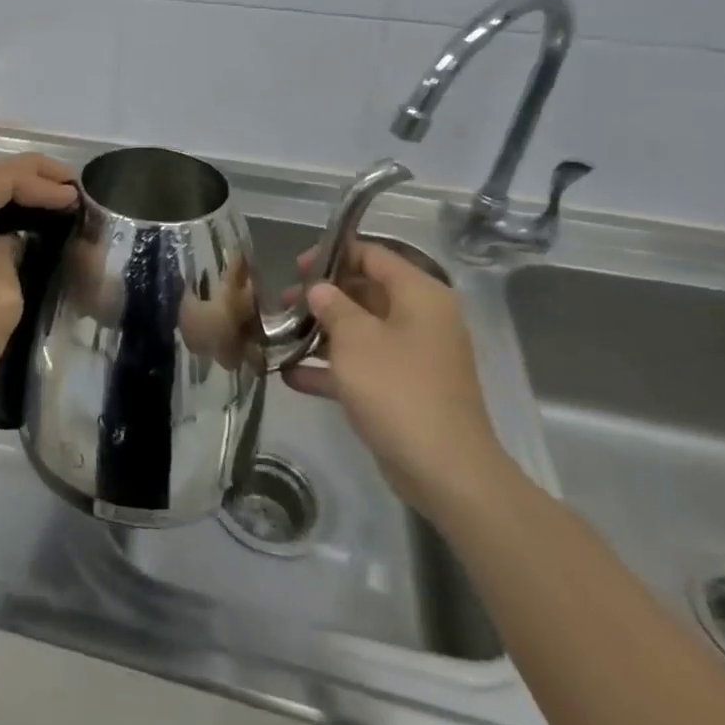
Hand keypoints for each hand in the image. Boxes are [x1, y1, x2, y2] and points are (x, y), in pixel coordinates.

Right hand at [281, 242, 511, 521]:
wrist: (443, 469)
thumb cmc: (397, 387)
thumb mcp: (355, 337)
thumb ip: (332, 305)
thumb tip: (321, 290)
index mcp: (419, 295)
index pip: (373, 255)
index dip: (333, 255)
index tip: (297, 268)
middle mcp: (420, 319)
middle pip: (365, 292)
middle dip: (322, 297)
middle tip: (283, 303)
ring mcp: (413, 356)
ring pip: (360, 330)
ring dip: (321, 332)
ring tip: (280, 335)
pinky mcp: (403, 390)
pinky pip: (362, 366)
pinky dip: (331, 368)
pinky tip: (291, 374)